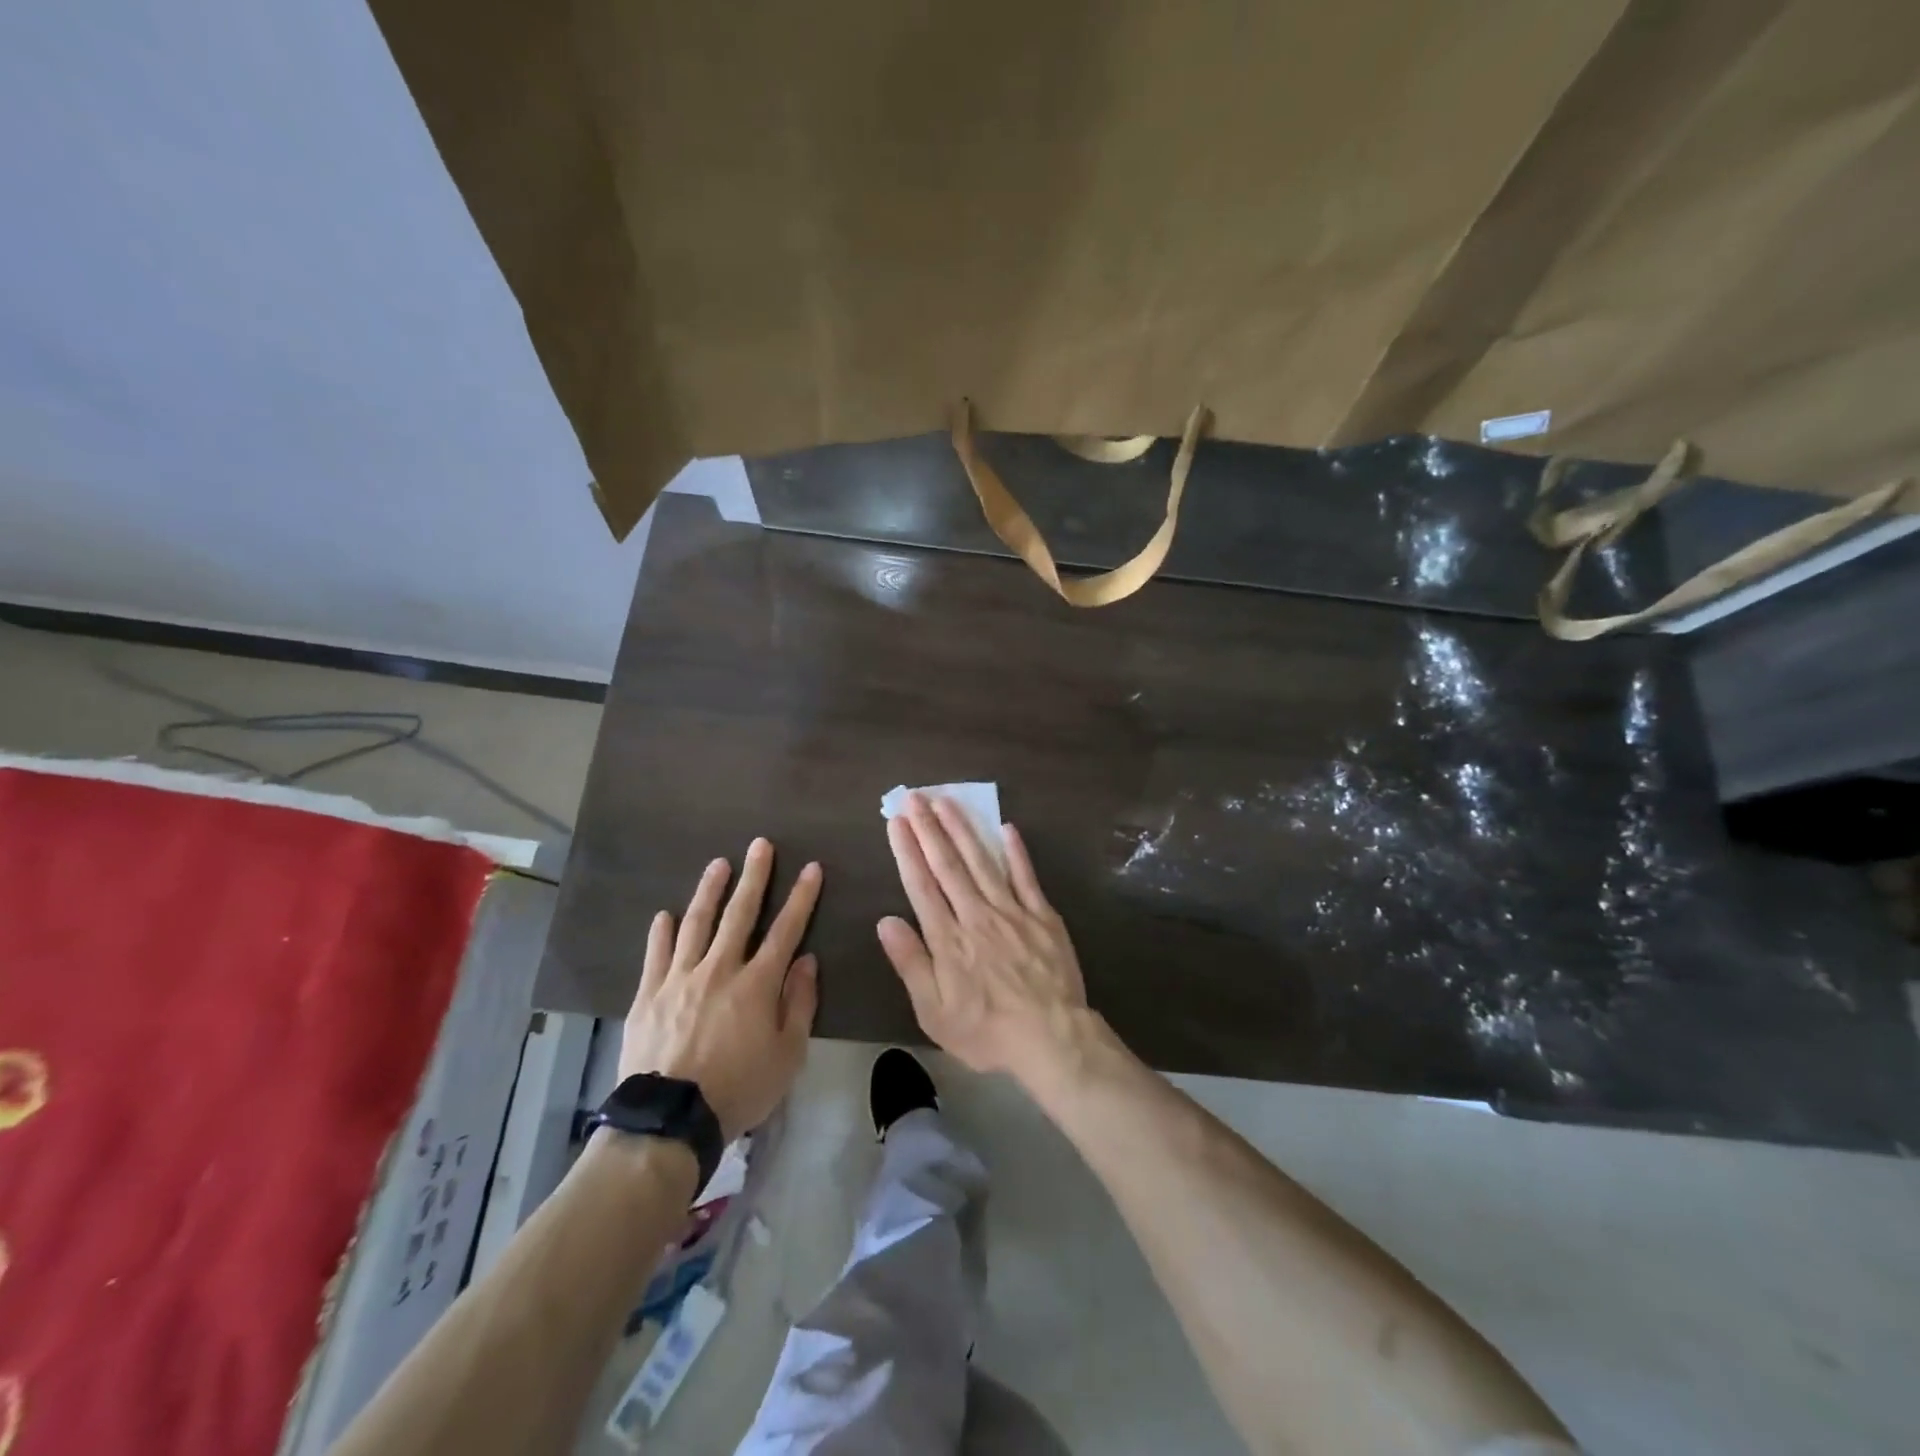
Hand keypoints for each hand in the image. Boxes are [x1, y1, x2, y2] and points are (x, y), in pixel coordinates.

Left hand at [620, 839, 820, 1139]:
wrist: (669, 1120)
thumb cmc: (738, 1089)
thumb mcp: (787, 1055)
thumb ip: (799, 1004)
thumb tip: (806, 960)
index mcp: (757, 984)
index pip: (786, 930)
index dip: (801, 897)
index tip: (811, 868)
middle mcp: (720, 969)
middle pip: (740, 914)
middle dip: (754, 876)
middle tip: (760, 845)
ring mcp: (680, 978)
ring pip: (697, 923)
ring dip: (709, 891)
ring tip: (718, 864)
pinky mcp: (649, 994)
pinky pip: (657, 954)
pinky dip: (662, 932)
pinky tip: (665, 915)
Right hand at [878, 793, 1089, 1080]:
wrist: (1052, 1038)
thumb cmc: (987, 1031)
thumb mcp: (935, 1012)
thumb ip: (911, 963)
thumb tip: (885, 921)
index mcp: (948, 938)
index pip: (921, 885)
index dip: (907, 850)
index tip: (896, 822)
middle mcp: (976, 915)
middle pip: (949, 864)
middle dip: (929, 828)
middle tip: (915, 796)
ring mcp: (1012, 911)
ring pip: (983, 861)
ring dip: (963, 829)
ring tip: (947, 801)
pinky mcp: (1043, 916)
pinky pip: (1026, 877)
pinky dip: (1016, 852)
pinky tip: (1006, 828)